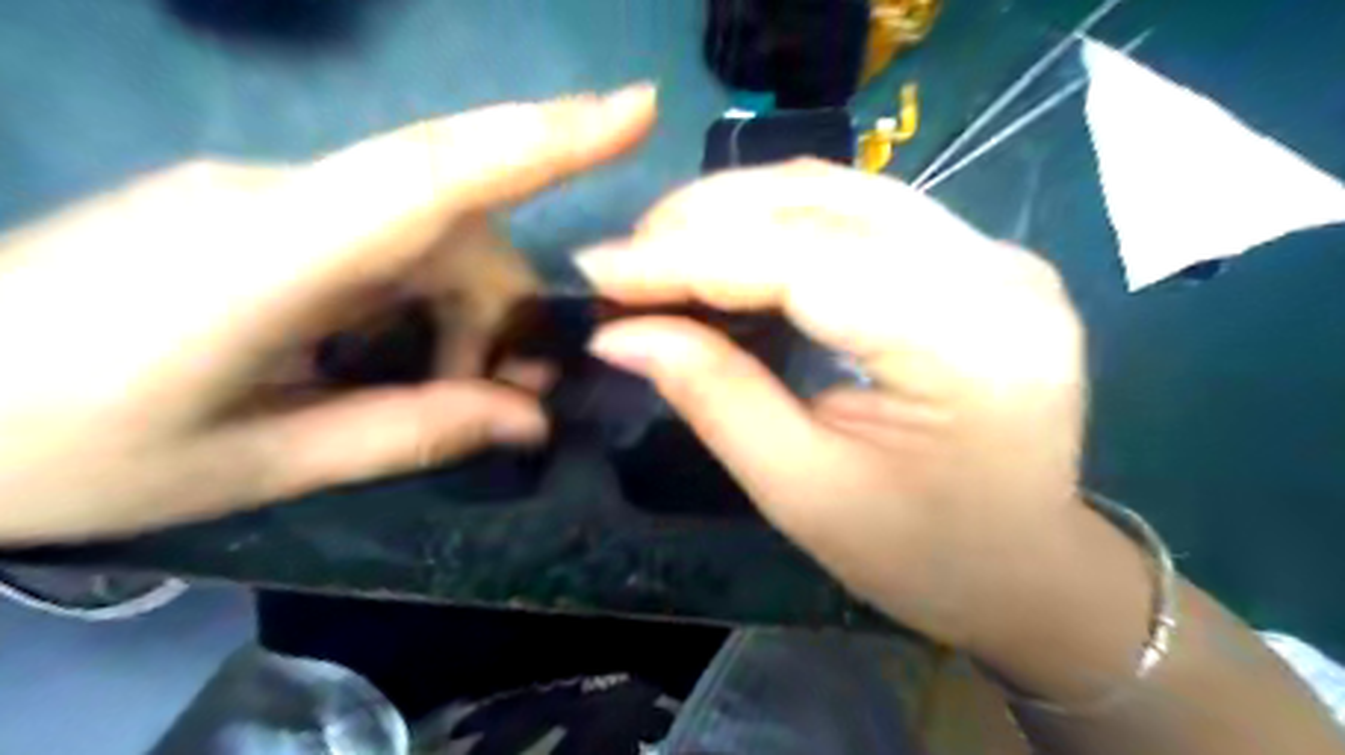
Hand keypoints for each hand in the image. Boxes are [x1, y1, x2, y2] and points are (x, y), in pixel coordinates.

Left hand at [1, 86, 656, 542]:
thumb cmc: (61, 448)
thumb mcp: (259, 465)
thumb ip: (408, 431)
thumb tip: (526, 418)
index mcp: (274, 256)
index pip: (440, 173)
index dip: (548, 137)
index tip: (637, 111)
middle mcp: (283, 197)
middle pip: (455, 220)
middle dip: (506, 307)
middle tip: (513, 398)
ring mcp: (268, 195)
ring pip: (427, 230)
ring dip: (466, 311)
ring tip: (453, 389)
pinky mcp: (259, 211)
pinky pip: (384, 240)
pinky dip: (424, 301)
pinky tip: (398, 359)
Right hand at [577, 160, 1091, 647]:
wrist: (1027, 569)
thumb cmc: (922, 556)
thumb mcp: (803, 492)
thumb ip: (714, 397)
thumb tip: (620, 334)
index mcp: (969, 346)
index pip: (805, 263)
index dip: (690, 257)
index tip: (601, 266)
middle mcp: (997, 274)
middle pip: (827, 202)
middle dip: (707, 218)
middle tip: (627, 255)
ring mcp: (997, 255)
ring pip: (842, 190)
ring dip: (739, 209)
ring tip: (664, 247)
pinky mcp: (979, 258)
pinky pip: (862, 212)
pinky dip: (781, 221)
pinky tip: (730, 247)